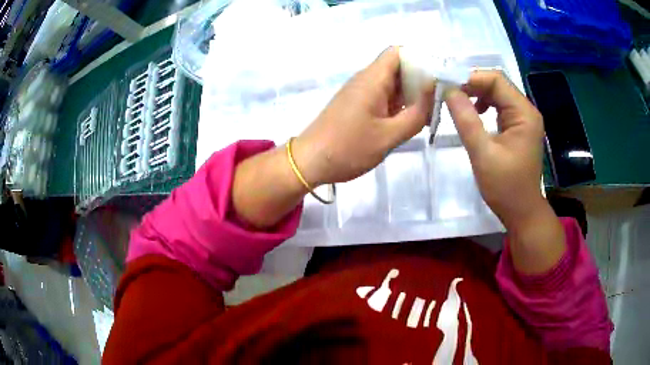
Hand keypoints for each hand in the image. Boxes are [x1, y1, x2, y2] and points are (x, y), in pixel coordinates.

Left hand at [292, 46, 434, 185]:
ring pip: (391, 83)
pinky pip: (383, 96)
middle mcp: (366, 80)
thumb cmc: (348, 148)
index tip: (436, 77)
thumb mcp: (388, 136)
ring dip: (410, 94)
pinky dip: (398, 105)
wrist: (310, 161)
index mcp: (372, 79)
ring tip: (428, 113)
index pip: (397, 52)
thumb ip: (415, 115)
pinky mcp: (357, 105)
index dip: (419, 59)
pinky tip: (410, 121)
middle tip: (437, 100)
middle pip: (397, 67)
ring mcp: (360, 93)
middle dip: (419, 79)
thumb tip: (433, 92)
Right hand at [446, 70, 545, 228]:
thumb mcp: (483, 154)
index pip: (496, 80)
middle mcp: (527, 110)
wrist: (522, 211)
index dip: (471, 78)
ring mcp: (525, 119)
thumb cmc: (505, 187)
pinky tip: (475, 114)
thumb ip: (466, 120)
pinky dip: (485, 105)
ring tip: (459, 102)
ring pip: (498, 94)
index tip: (446, 85)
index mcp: (524, 114)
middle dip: (472, 84)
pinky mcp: (520, 127)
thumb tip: (448, 90)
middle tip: (448, 93)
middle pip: (498, 84)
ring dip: (477, 94)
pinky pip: (501, 106)